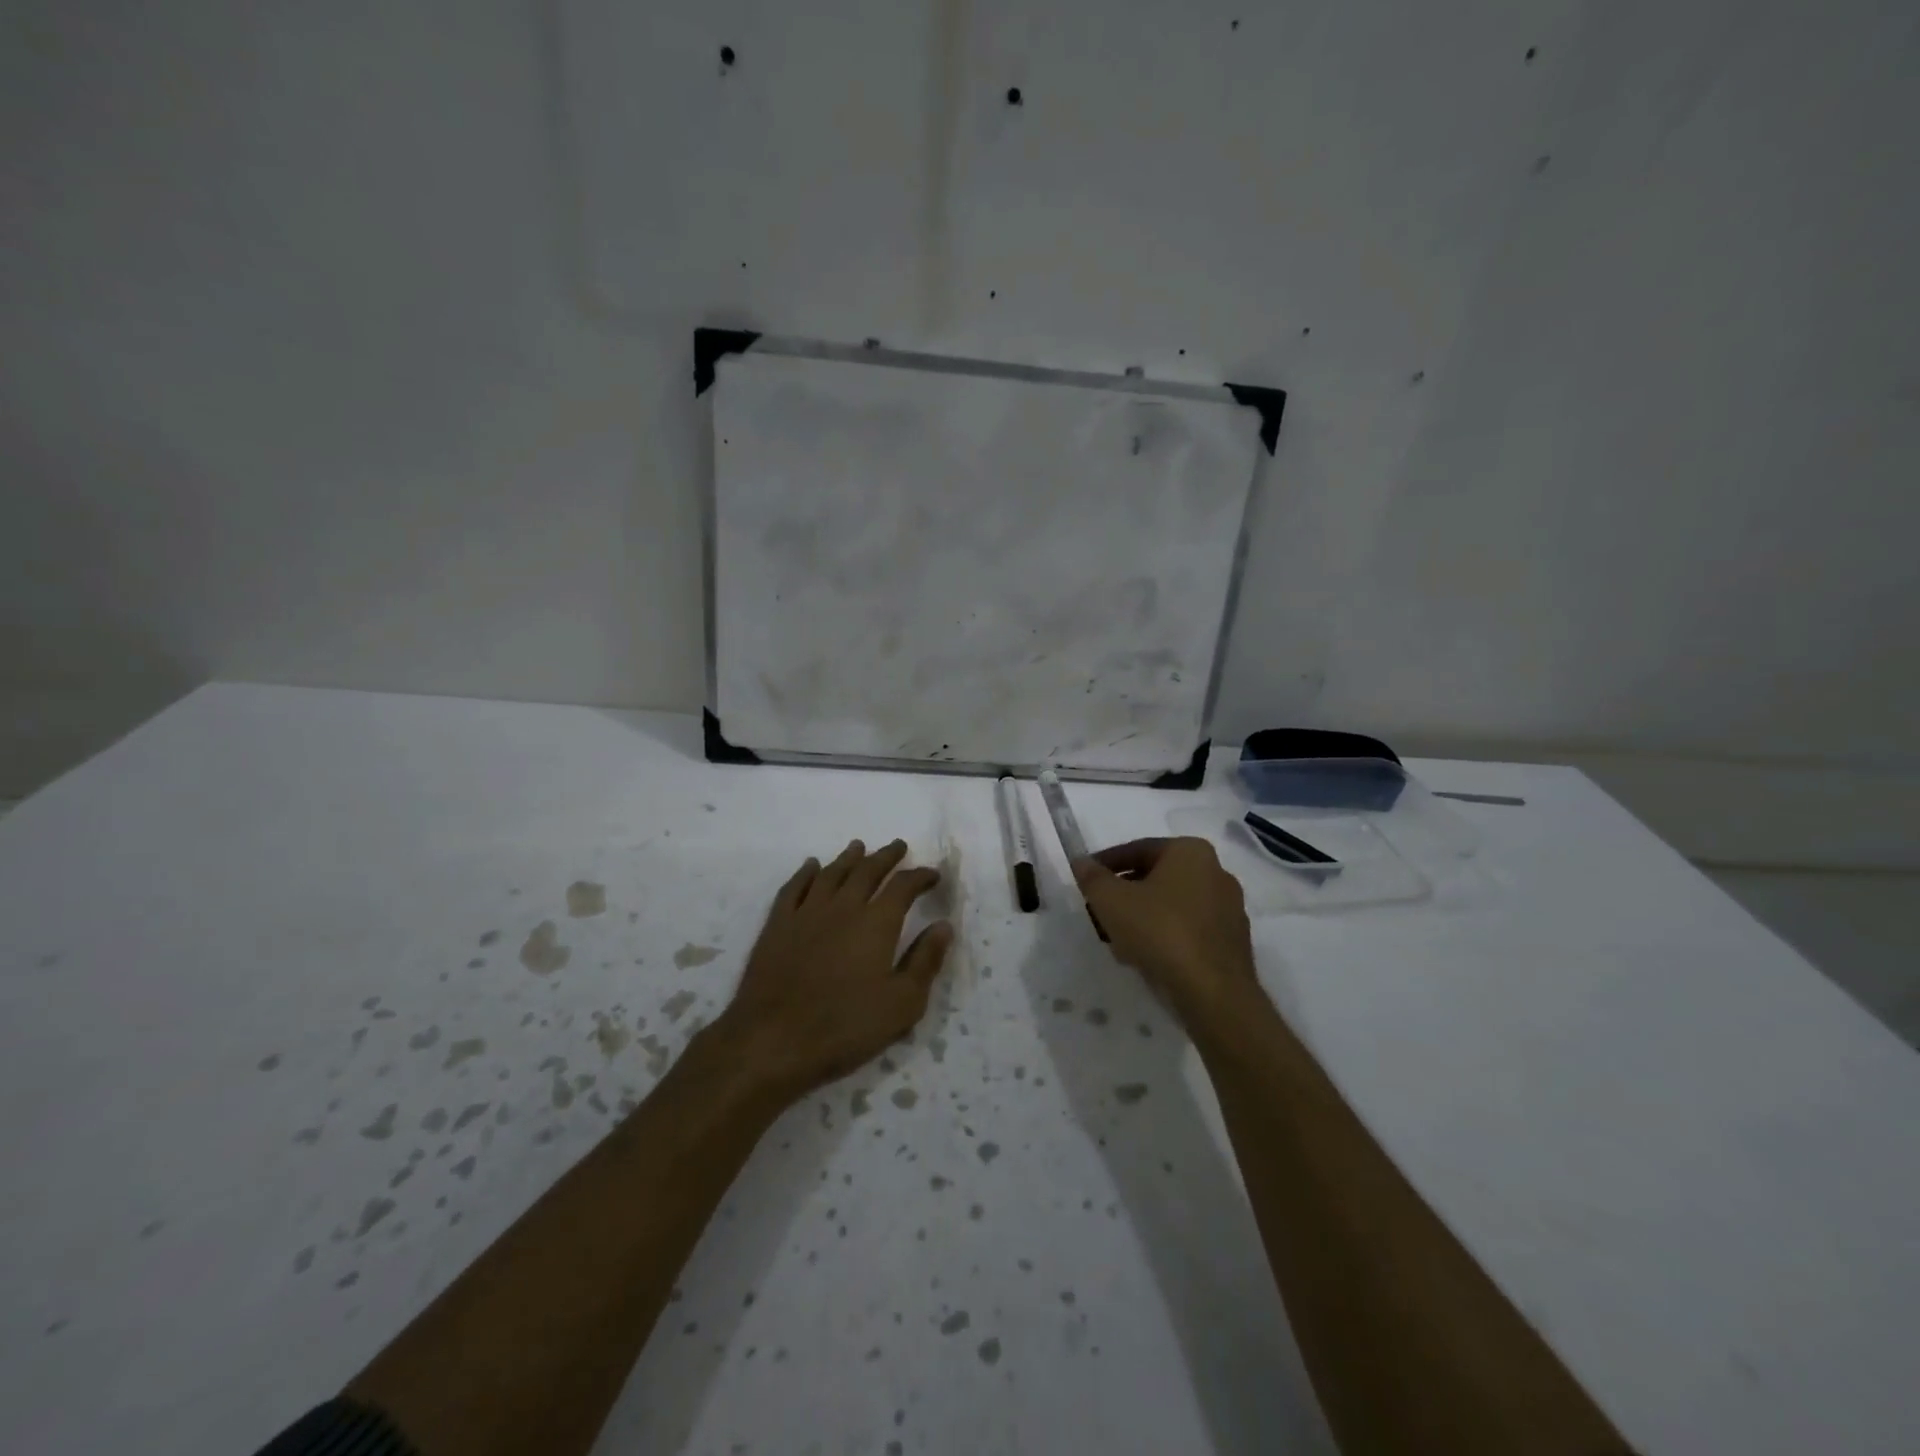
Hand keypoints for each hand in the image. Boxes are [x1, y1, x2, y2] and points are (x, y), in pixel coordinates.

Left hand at [716, 839, 951, 1102]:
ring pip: (831, 873)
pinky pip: (794, 887)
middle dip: (886, 857)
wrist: (773, 1040)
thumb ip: (925, 961)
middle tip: (898, 847)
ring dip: (849, 858)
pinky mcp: (777, 925)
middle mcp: (843, 907)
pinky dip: (805, 872)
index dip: (920, 876)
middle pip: (867, 871)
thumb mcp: (902, 1004)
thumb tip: (944, 925)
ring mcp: (806, 913)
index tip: (932, 874)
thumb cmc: (845, 1027)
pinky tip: (811, 866)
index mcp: (877, 923)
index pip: (904, 886)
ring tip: (859, 847)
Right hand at [1073, 837, 1259, 1026]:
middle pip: (1156, 877)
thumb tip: (1081, 862)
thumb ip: (1092, 877)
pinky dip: (1165, 936)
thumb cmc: (1160, 932)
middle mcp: (1216, 872)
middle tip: (1099, 912)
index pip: (1138, 849)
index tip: (1086, 881)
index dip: (1106, 864)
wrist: (1213, 993)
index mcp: (1190, 852)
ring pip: (1172, 905)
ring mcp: (1229, 909)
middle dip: (1124, 894)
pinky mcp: (1232, 942)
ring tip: (1117, 940)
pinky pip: (1188, 930)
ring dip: (1142, 917)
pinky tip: (1144, 957)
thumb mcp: (1111, 901)